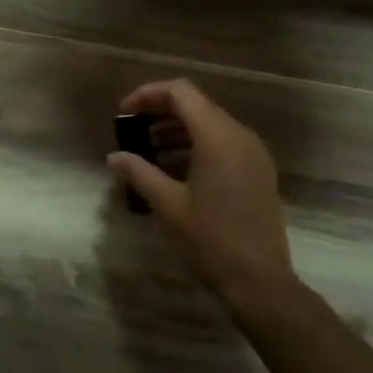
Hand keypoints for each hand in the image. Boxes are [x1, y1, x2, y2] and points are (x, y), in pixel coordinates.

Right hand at [106, 79, 294, 302]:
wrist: (259, 280)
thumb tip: (114, 158)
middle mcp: (240, 136)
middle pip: (197, 104)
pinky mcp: (258, 171)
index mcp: (218, 137)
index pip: (181, 93)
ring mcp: (254, 153)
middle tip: (133, 128)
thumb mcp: (168, 205)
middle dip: (162, 111)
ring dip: (178, 128)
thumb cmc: (210, 239)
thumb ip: (139, 173)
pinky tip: (175, 167)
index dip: (149, 94)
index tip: (125, 111)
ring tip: (149, 148)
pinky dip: (197, 144)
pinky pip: (225, 142)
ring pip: (212, 123)